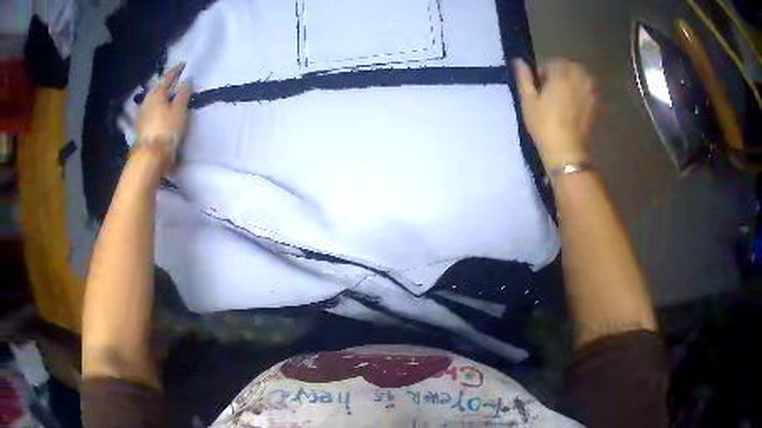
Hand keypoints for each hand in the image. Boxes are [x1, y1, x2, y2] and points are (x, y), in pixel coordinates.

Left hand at [135, 63, 190, 166]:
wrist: (151, 156)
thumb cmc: (167, 129)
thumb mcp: (179, 110)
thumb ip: (183, 94)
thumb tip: (186, 81)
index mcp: (156, 93)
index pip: (167, 77)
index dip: (176, 70)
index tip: (183, 65)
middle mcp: (146, 101)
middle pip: (157, 88)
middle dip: (165, 84)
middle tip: (175, 81)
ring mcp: (142, 115)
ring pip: (153, 100)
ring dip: (161, 97)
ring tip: (169, 97)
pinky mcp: (141, 127)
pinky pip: (151, 111)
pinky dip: (157, 108)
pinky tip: (161, 111)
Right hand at [514, 58, 597, 168]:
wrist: (567, 152)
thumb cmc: (544, 125)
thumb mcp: (528, 100)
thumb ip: (524, 77)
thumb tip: (518, 60)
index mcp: (561, 72)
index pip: (552, 62)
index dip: (544, 73)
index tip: (540, 88)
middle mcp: (579, 76)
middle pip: (569, 68)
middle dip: (560, 76)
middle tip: (552, 95)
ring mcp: (592, 90)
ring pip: (581, 78)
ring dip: (573, 84)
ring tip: (565, 101)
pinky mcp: (599, 104)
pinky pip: (590, 91)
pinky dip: (583, 94)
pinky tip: (575, 109)